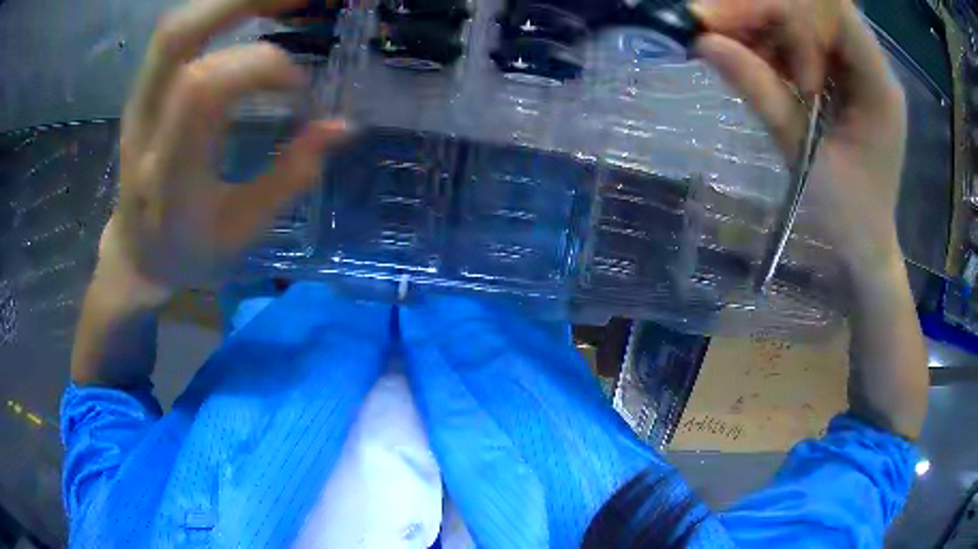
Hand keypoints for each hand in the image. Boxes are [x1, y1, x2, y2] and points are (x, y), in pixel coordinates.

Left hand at [100, 0, 347, 302]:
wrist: (136, 254)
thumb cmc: (189, 250)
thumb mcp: (243, 230)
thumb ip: (290, 177)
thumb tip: (342, 126)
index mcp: (168, 174)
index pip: (204, 89)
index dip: (262, 68)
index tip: (299, 89)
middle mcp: (145, 128)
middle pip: (177, 37)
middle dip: (240, 2)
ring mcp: (139, 103)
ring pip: (175, 28)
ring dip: (230, 3)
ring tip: (282, 1)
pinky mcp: (143, 91)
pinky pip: (177, 35)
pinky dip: (218, 13)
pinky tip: (254, 12)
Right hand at [691, 0, 906, 269]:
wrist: (864, 245)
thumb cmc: (848, 218)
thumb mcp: (805, 158)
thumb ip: (762, 94)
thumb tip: (705, 44)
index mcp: (879, 86)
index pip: (834, 11)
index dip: (787, 12)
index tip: (747, 39)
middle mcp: (870, 65)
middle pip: (814, 6)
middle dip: (762, 9)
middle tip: (709, 25)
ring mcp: (855, 67)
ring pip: (803, 16)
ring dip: (759, 23)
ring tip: (723, 44)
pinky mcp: (840, 74)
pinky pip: (800, 38)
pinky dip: (768, 41)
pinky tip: (748, 59)